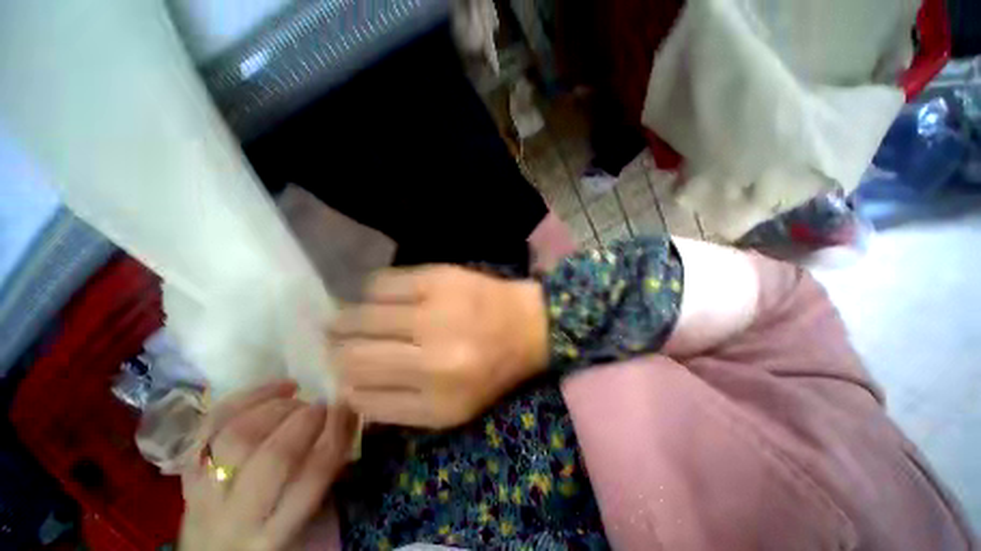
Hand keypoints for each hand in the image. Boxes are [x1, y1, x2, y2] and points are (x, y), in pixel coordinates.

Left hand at [179, 381, 357, 550]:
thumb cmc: (272, 542)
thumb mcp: (305, 523)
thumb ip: (326, 476)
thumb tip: (349, 417)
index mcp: (276, 533)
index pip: (312, 477)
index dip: (336, 434)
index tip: (349, 407)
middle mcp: (237, 516)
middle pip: (273, 458)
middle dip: (305, 420)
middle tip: (323, 404)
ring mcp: (205, 491)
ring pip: (237, 436)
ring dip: (275, 407)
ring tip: (296, 396)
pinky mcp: (187, 469)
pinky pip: (211, 423)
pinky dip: (245, 397)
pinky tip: (275, 388)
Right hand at [331, 265, 548, 428]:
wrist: (527, 324)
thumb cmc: (492, 368)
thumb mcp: (452, 408)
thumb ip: (398, 407)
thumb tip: (348, 389)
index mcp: (439, 400)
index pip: (360, 396)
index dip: (343, 383)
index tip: (342, 373)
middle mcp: (433, 357)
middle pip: (353, 354)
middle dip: (336, 349)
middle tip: (335, 341)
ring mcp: (435, 311)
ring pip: (360, 315)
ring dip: (349, 319)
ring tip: (352, 319)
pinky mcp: (439, 278)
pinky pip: (381, 283)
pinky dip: (372, 293)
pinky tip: (380, 299)